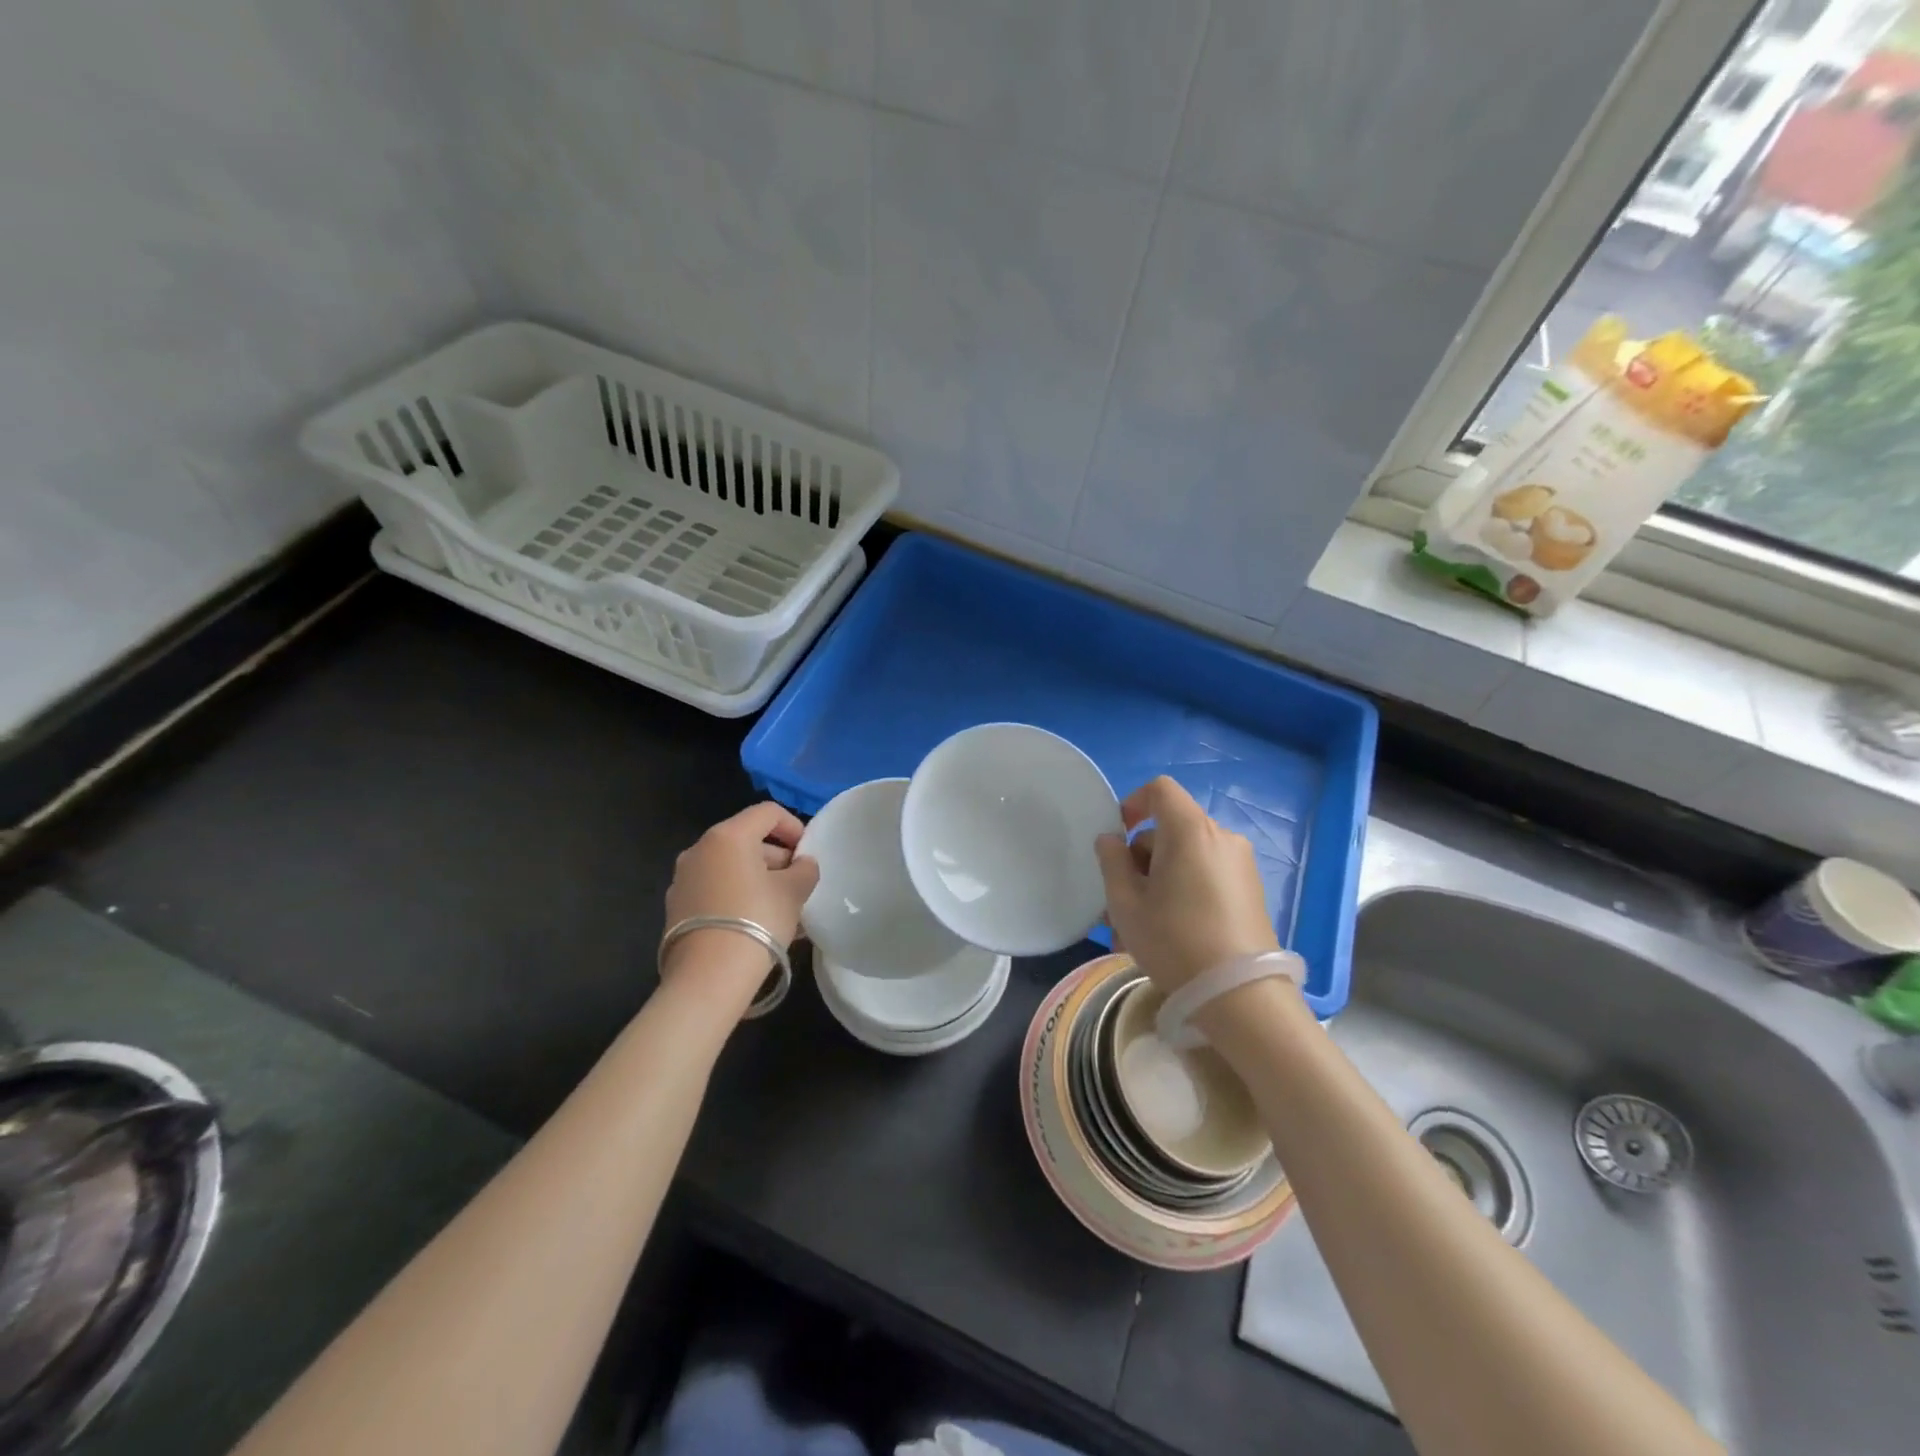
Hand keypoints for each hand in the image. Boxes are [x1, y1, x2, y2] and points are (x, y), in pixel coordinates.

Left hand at [662, 803, 818, 993]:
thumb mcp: (794, 892)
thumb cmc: (757, 920)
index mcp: (728, 836)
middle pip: (746, 839)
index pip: (767, 813)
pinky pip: (715, 890)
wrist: (708, 977)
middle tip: (797, 884)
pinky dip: (737, 896)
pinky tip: (756, 924)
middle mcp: (699, 850)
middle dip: (776, 857)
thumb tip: (802, 864)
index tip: (808, 853)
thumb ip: (804, 870)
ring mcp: (683, 879)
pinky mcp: (676, 908)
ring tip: (781, 909)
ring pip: (730, 868)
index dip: (794, 826)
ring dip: (757, 879)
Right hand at [1094, 777, 1278, 994]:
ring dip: (1159, 880)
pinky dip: (1184, 890)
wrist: (1241, 996)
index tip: (1117, 837)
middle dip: (1141, 857)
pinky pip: (1207, 875)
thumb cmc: (1175, 941)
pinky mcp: (1252, 891)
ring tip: (1141, 927)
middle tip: (1121, 901)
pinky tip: (1172, 933)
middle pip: (1171, 828)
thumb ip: (1112, 862)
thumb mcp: (1126, 903)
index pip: (1160, 790)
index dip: (1133, 803)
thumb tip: (1111, 840)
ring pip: (1187, 857)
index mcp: (1190, 831)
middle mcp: (1222, 837)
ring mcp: (1241, 865)